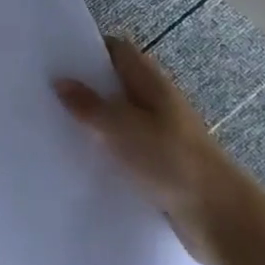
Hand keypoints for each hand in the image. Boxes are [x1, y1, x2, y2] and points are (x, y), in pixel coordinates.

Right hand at [56, 36, 255, 264]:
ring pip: (120, 117)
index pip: (118, 50)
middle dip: (85, 86)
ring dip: (94, 120)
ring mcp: (161, 133)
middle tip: (45, 91)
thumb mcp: (121, 128)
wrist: (218, 215)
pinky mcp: (161, 163)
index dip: (88, 48)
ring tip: (54, 124)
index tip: (56, 56)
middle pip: (116, 83)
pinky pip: (126, 146)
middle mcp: (157, 102)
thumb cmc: (170, 159)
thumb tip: (60, 81)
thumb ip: (88, 104)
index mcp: (151, 82)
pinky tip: (81, 158)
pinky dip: (106, 148)